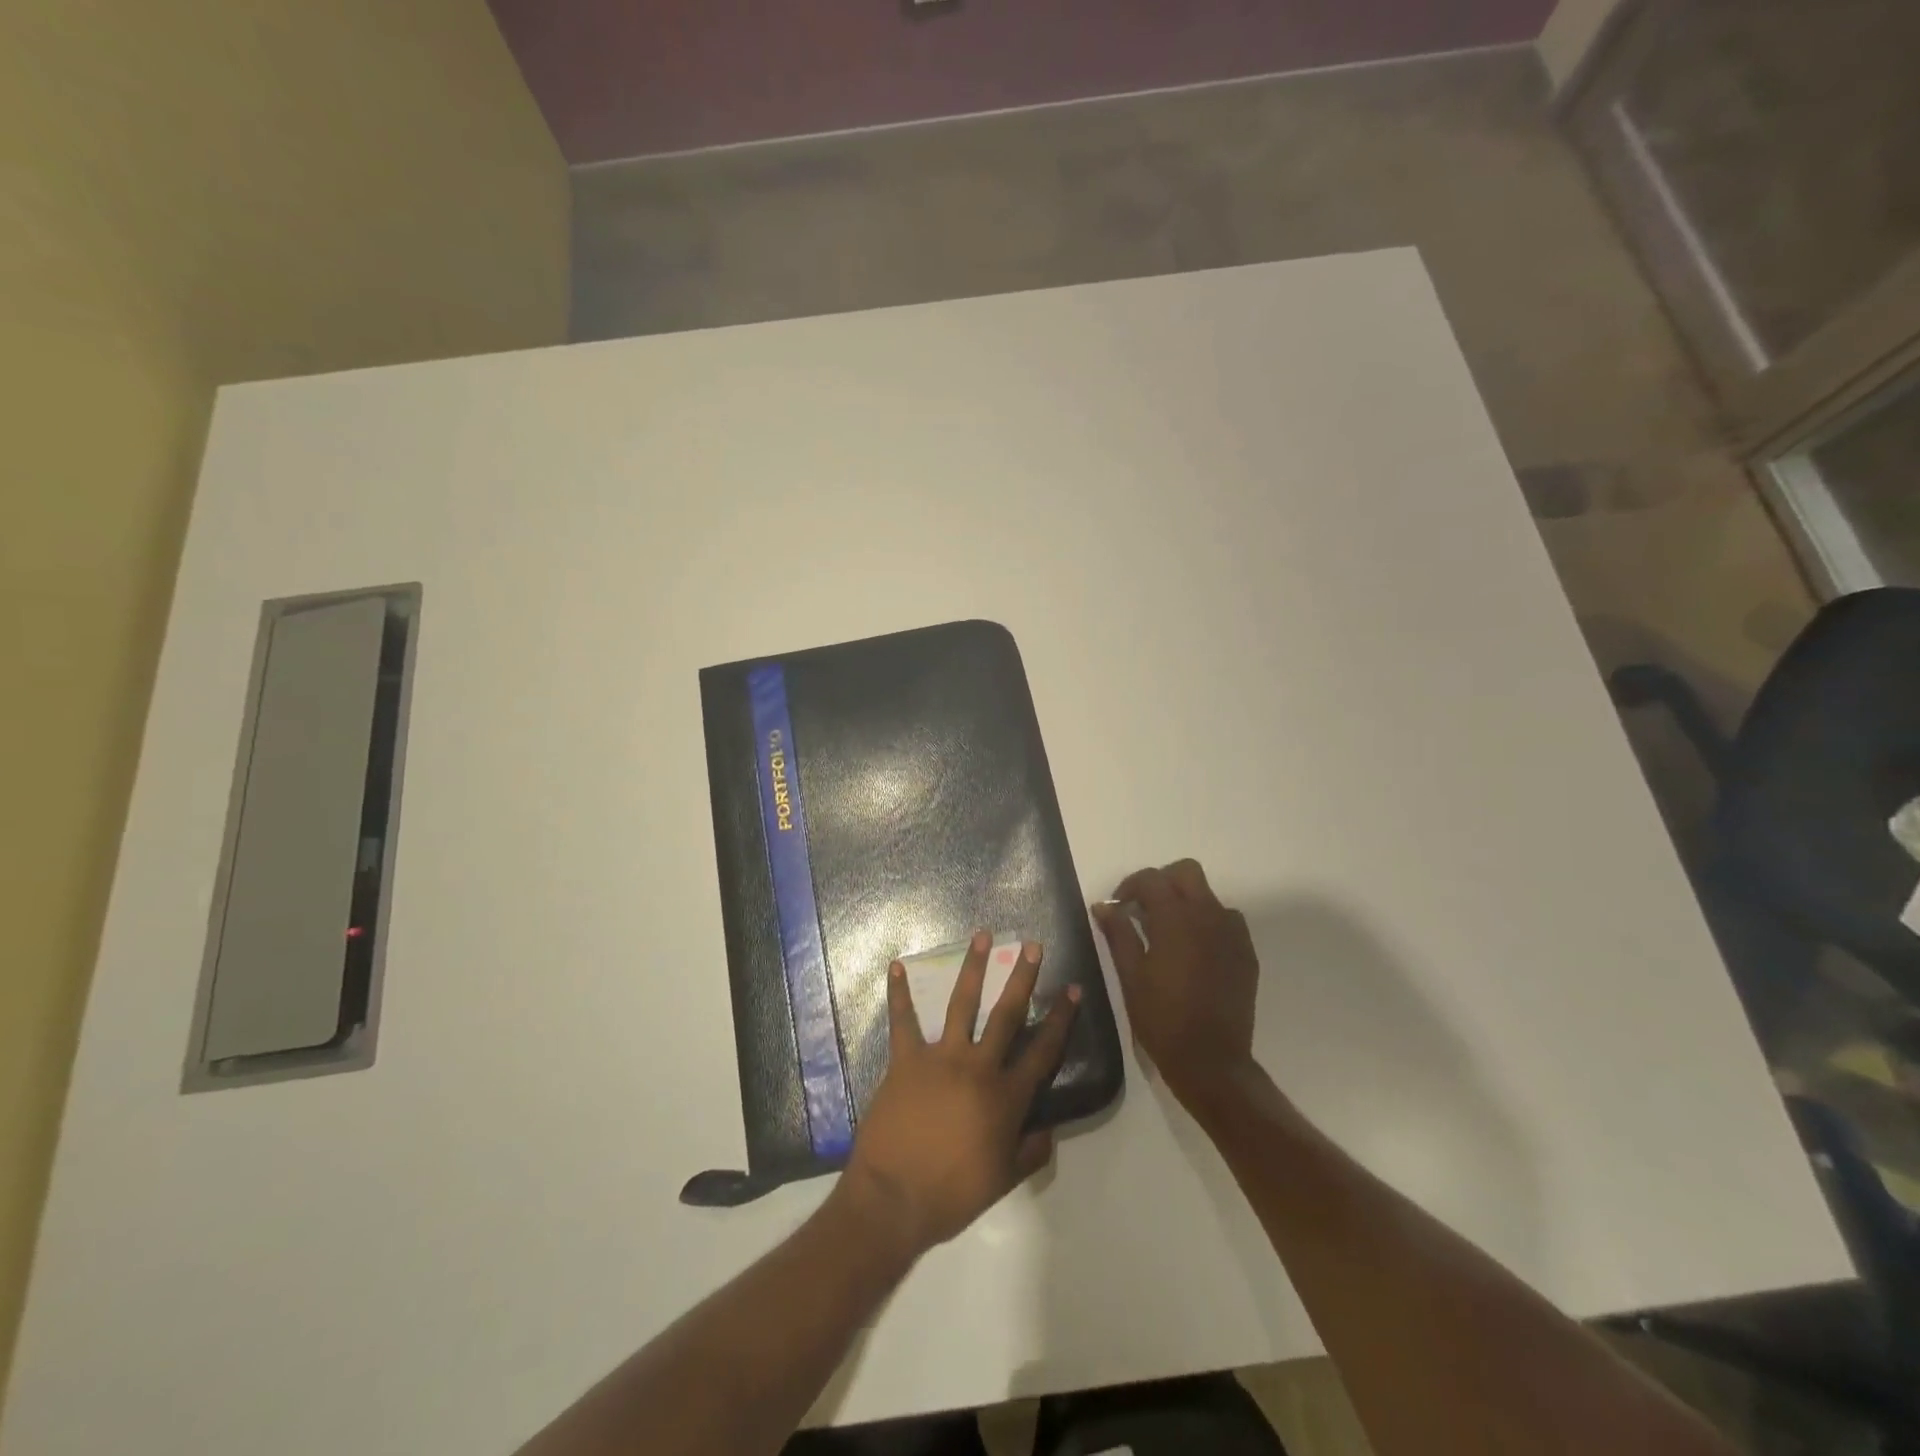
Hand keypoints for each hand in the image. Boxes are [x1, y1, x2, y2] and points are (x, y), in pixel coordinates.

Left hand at [837, 932, 1078, 1258]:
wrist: (895, 1198)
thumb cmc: (953, 1193)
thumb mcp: (1004, 1180)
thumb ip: (1031, 1152)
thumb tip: (1049, 1129)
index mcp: (1006, 1097)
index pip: (1042, 1051)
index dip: (1061, 1019)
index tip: (1073, 990)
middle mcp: (978, 1067)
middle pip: (1006, 1014)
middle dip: (1022, 978)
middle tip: (1032, 946)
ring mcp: (940, 1058)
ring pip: (962, 1004)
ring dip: (973, 968)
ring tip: (982, 936)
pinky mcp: (906, 1060)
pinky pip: (902, 1021)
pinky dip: (899, 994)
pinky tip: (897, 966)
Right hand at [1095, 858, 1258, 1108]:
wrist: (1212, 1061)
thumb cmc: (1162, 1019)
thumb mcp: (1130, 976)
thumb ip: (1118, 934)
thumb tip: (1104, 906)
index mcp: (1175, 919)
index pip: (1151, 879)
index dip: (1129, 886)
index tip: (1117, 907)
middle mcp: (1208, 916)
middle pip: (1186, 872)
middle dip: (1162, 882)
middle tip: (1142, 909)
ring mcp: (1232, 933)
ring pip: (1208, 896)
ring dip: (1186, 902)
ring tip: (1168, 932)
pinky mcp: (1245, 953)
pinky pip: (1226, 921)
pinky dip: (1206, 923)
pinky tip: (1192, 951)